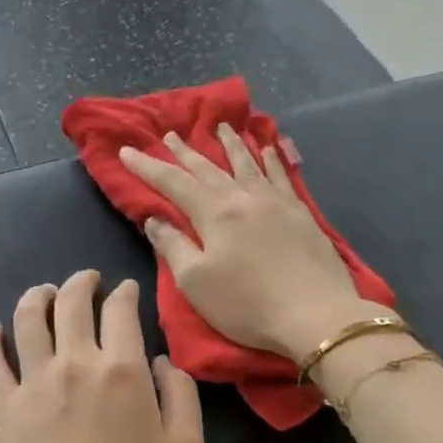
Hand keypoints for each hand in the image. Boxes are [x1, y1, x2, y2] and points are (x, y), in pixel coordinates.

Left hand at [0, 270, 204, 442]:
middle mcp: (75, 363)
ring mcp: (34, 382)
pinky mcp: (4, 407)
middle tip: (88, 279)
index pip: (120, 311)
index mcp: (122, 369)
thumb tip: (159, 361)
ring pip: (27, 319)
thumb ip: (181, 395)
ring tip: (45, 292)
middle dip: (82, 282)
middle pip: (71, 303)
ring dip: (37, 296)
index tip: (126, 291)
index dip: (124, 294)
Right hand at [120, 126, 389, 362]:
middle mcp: (244, 198)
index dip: (148, 167)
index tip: (127, 151)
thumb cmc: (247, 304)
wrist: (315, 315)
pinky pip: (281, 176)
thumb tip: (154, 219)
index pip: (173, 183)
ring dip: (231, 145)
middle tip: (170, 134)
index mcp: (214, 214)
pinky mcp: (301, 215)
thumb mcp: (195, 282)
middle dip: (186, 152)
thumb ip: (172, 246)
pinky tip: (268, 149)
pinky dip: (271, 160)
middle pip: (209, 168)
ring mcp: (276, 203)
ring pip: (248, 164)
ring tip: (221, 127)